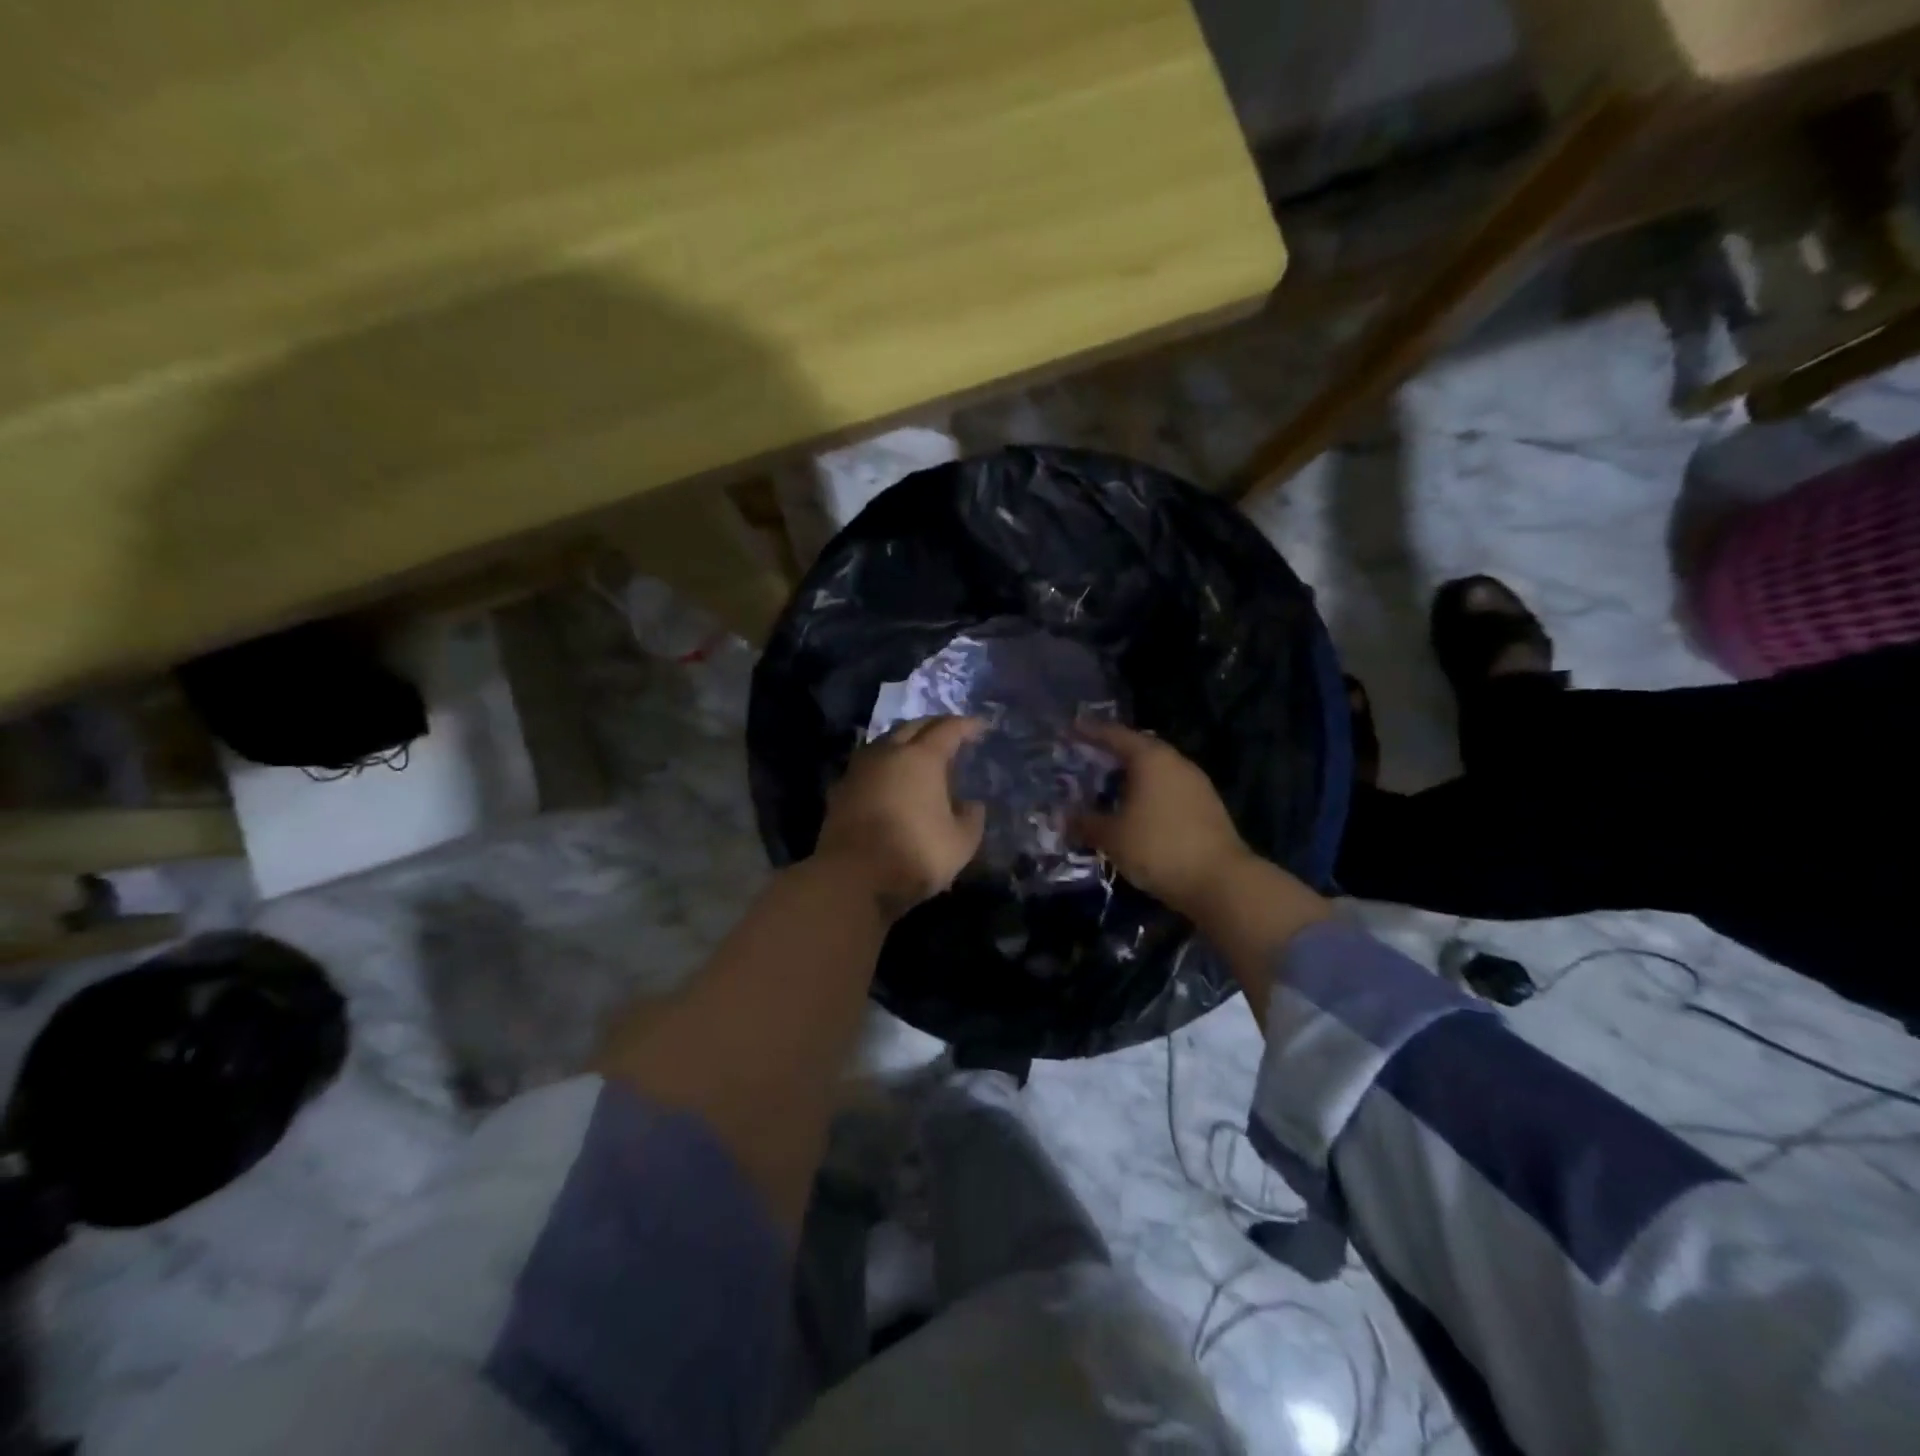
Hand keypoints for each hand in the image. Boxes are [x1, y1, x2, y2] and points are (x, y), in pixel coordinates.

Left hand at [815, 716, 987, 920]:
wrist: (852, 878)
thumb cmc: (915, 854)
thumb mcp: (961, 842)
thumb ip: (971, 818)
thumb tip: (971, 805)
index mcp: (922, 757)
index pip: (949, 729)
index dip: (967, 725)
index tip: (981, 726)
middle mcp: (888, 753)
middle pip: (913, 726)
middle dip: (934, 726)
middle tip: (950, 735)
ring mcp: (859, 769)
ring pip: (885, 742)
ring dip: (904, 742)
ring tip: (918, 754)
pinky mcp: (840, 790)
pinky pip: (867, 766)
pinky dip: (883, 766)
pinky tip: (889, 780)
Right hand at [1072, 722, 1252, 916]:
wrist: (1220, 881)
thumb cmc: (1158, 847)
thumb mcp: (1113, 837)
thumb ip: (1085, 823)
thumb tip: (1061, 818)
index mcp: (1150, 758)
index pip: (1114, 735)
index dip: (1089, 732)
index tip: (1069, 728)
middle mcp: (1175, 762)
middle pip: (1138, 749)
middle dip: (1111, 753)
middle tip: (1085, 757)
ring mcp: (1195, 784)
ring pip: (1155, 771)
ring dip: (1130, 776)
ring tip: (1106, 786)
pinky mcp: (1206, 807)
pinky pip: (1167, 789)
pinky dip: (1147, 793)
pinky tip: (1134, 810)